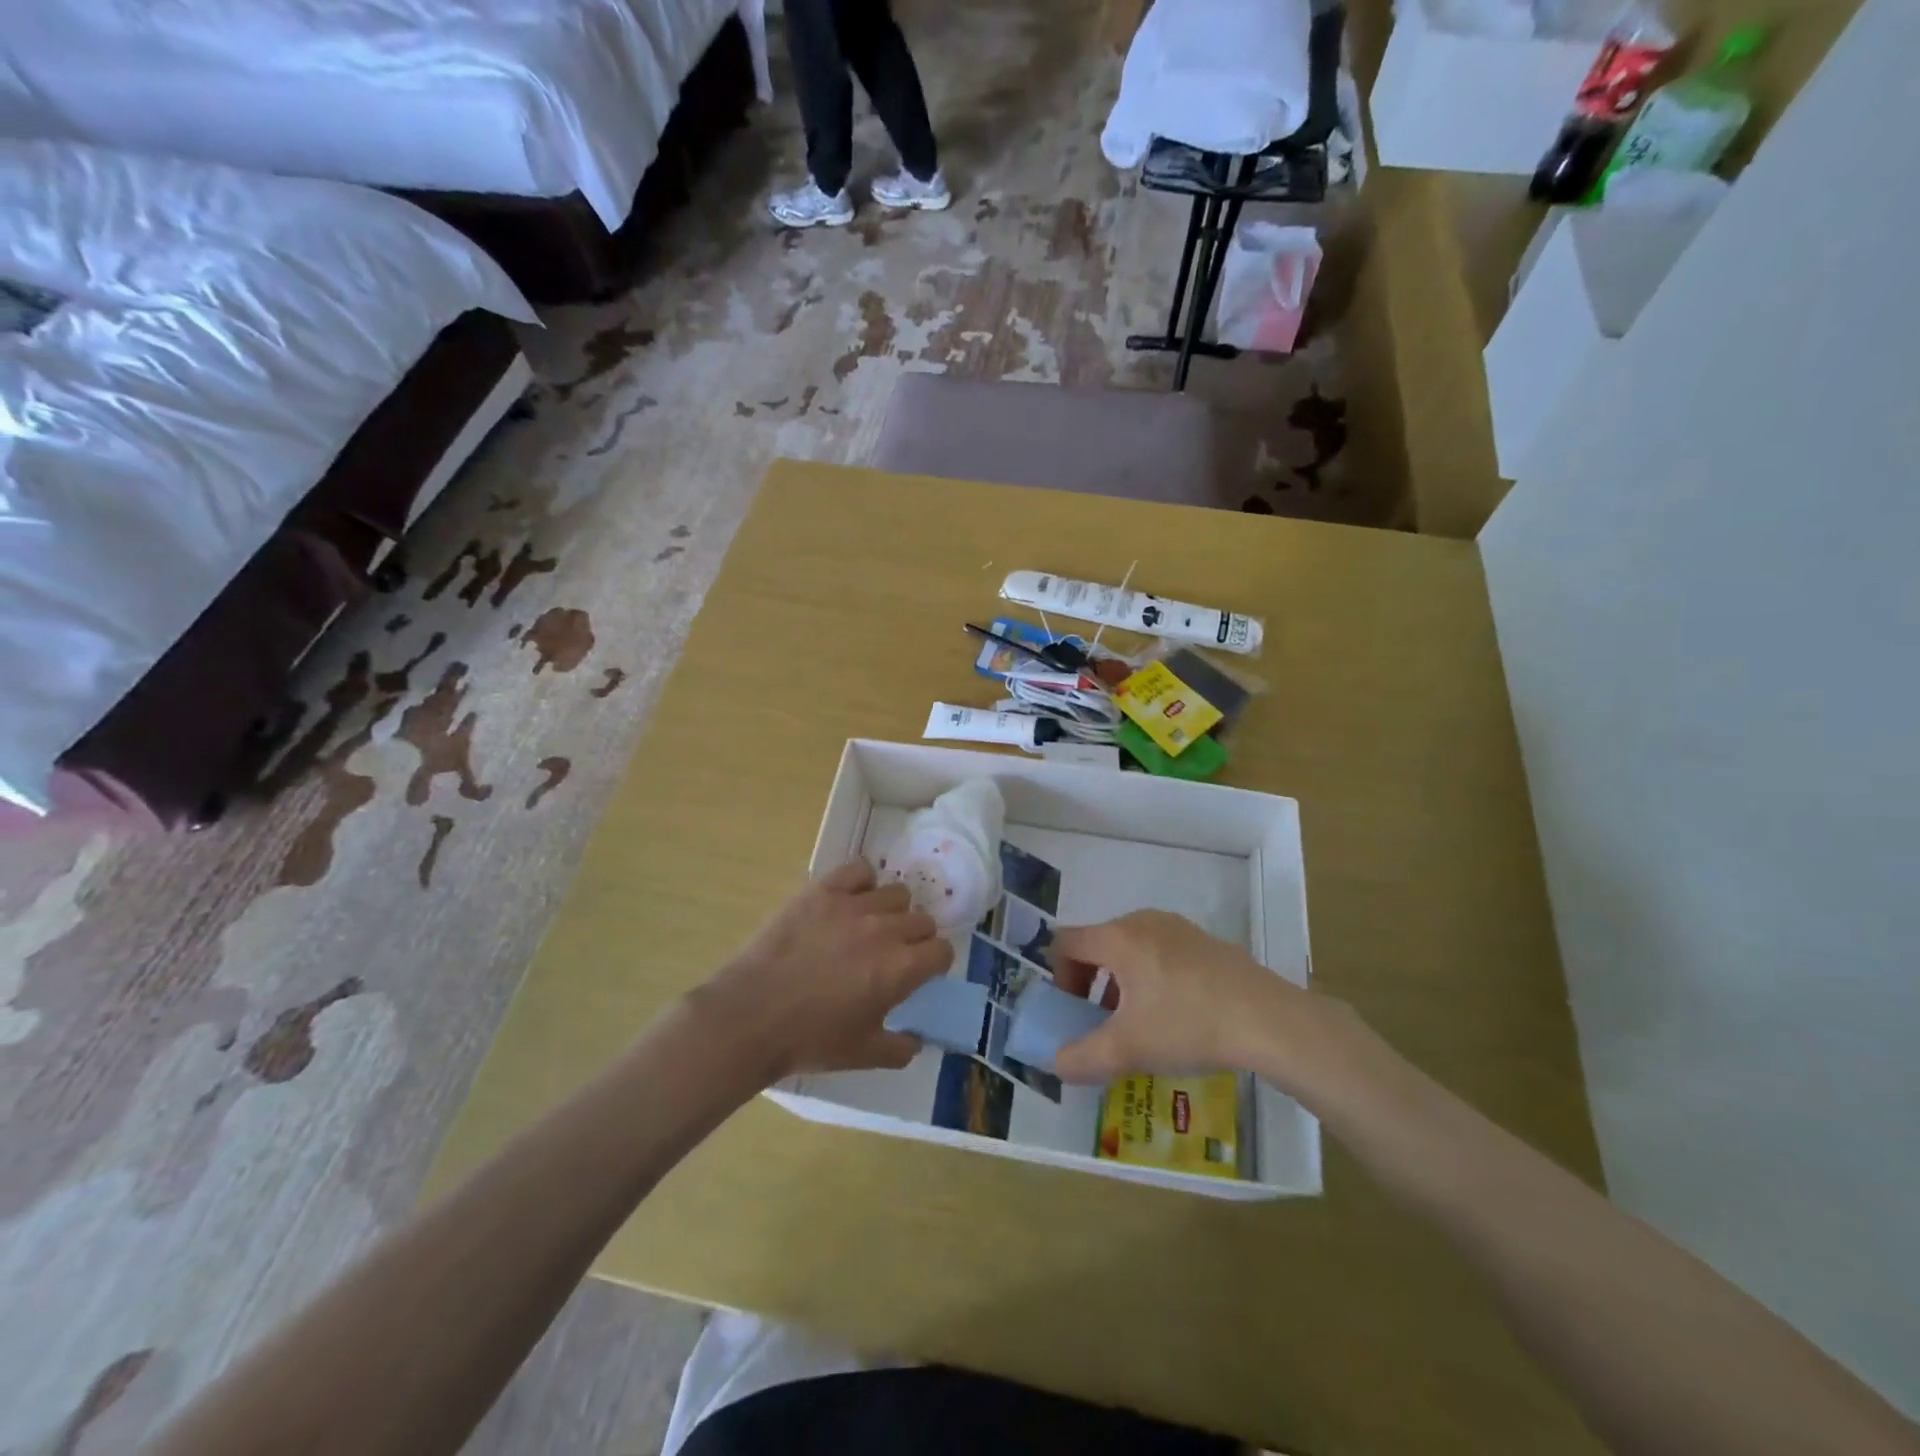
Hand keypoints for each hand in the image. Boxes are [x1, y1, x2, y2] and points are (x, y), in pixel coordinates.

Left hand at [695, 859, 951, 1079]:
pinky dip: (862, 881)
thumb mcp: (862, 1055)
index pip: (942, 950)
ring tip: (869, 926)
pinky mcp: (823, 890)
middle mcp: (885, 930)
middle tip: (892, 953)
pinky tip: (850, 899)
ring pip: (896, 893)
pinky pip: (860, 869)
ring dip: (891, 910)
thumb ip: (900, 1049)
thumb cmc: (808, 1040)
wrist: (750, 1017)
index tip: (919, 971)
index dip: (934, 962)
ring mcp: (853, 905)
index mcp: (900, 969)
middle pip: (922, 920)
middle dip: (915, 938)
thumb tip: (918, 1040)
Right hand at [1048, 910, 1329, 1086]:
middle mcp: (1143, 922)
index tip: (1071, 1013)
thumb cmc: (1187, 1024)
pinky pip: (1161, 953)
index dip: (1058, 977)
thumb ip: (1082, 1059)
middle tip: (1100, 1023)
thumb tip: (1057, 1064)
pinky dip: (1152, 979)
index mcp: (1118, 938)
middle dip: (1090, 984)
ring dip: (1121, 983)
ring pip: (1131, 950)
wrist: (1268, 1019)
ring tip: (1138, 1024)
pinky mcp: (1206, 942)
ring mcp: (1178, 929)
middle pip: (1098, 944)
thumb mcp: (1127, 1050)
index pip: (1066, 942)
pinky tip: (1176, 1016)